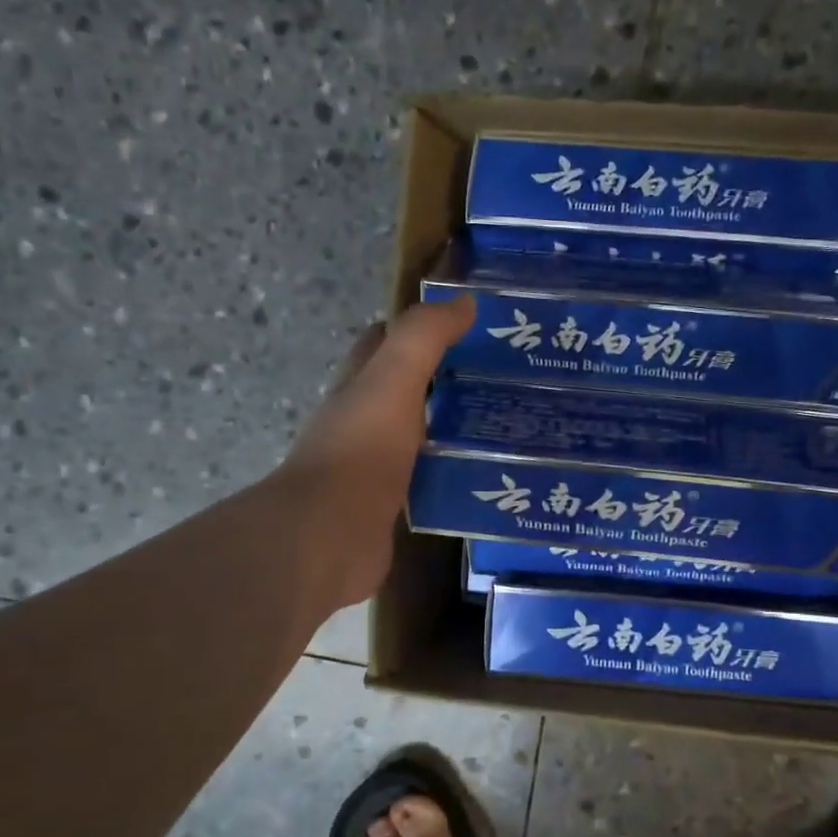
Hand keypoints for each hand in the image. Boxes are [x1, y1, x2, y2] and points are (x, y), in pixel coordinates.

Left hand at [276, 295, 475, 609]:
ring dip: (452, 427)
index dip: (419, 326)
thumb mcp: (393, 380)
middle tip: (500, 377)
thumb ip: (424, 338)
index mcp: (359, 386)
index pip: (384, 341)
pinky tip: (487, 473)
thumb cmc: (361, 450)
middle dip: (444, 378)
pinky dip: (452, 471)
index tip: (467, 323)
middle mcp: (363, 421)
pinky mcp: (391, 505)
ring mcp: (375, 466)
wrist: (331, 537)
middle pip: (404, 388)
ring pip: (419, 435)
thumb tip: (464, 300)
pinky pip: (427, 478)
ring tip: (506, 424)